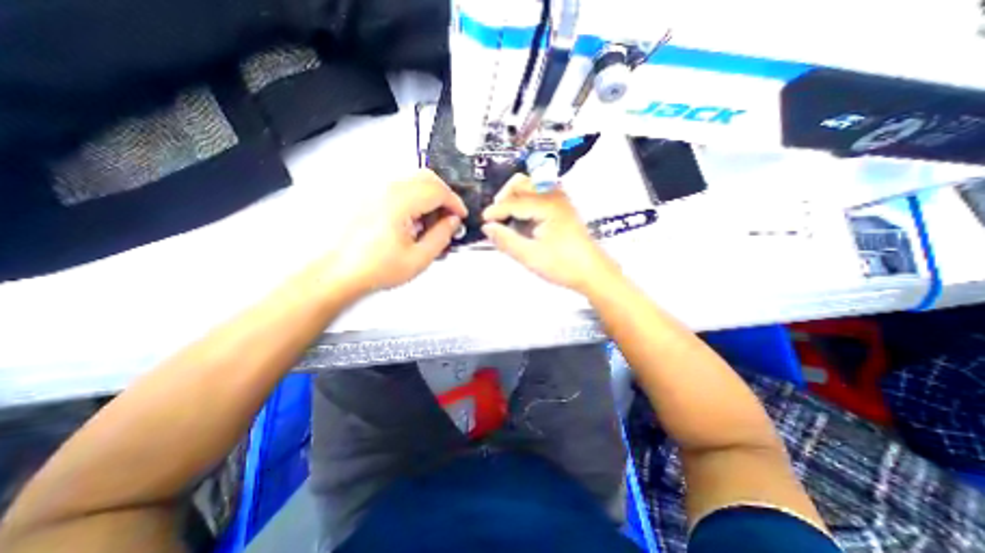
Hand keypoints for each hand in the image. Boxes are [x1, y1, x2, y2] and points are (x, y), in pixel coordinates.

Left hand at [326, 168, 467, 295]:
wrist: (339, 272)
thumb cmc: (373, 268)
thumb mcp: (419, 258)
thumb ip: (441, 236)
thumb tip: (453, 222)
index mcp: (399, 202)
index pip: (438, 190)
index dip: (455, 202)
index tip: (460, 215)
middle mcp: (385, 190)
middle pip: (426, 177)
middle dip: (444, 195)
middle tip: (449, 216)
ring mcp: (375, 191)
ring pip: (413, 181)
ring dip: (429, 197)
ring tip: (431, 223)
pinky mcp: (369, 197)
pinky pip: (399, 188)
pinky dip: (414, 199)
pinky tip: (413, 222)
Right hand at [483, 175, 617, 295]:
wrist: (593, 272)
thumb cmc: (563, 265)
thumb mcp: (530, 256)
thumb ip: (506, 240)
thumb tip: (487, 227)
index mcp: (547, 206)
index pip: (513, 201)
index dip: (496, 211)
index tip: (483, 221)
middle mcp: (554, 196)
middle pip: (523, 182)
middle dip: (505, 196)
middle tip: (496, 217)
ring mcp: (561, 199)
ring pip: (532, 185)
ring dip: (515, 196)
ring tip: (508, 216)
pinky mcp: (563, 207)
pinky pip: (540, 193)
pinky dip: (527, 199)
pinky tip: (523, 217)